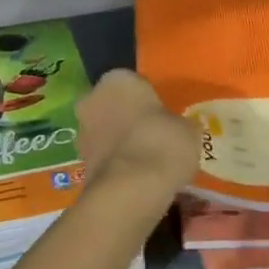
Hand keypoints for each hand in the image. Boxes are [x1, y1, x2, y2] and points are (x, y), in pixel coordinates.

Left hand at [76, 70, 200, 214]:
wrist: (131, 189)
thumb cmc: (161, 143)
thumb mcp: (187, 130)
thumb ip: (180, 123)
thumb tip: (182, 128)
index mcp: (117, 79)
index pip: (134, 82)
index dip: (148, 98)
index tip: (162, 114)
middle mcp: (93, 98)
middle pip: (113, 104)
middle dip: (128, 116)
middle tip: (152, 134)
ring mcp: (82, 130)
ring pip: (105, 129)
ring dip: (119, 139)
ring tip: (145, 157)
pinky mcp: (80, 161)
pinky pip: (104, 154)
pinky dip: (115, 161)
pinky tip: (135, 175)